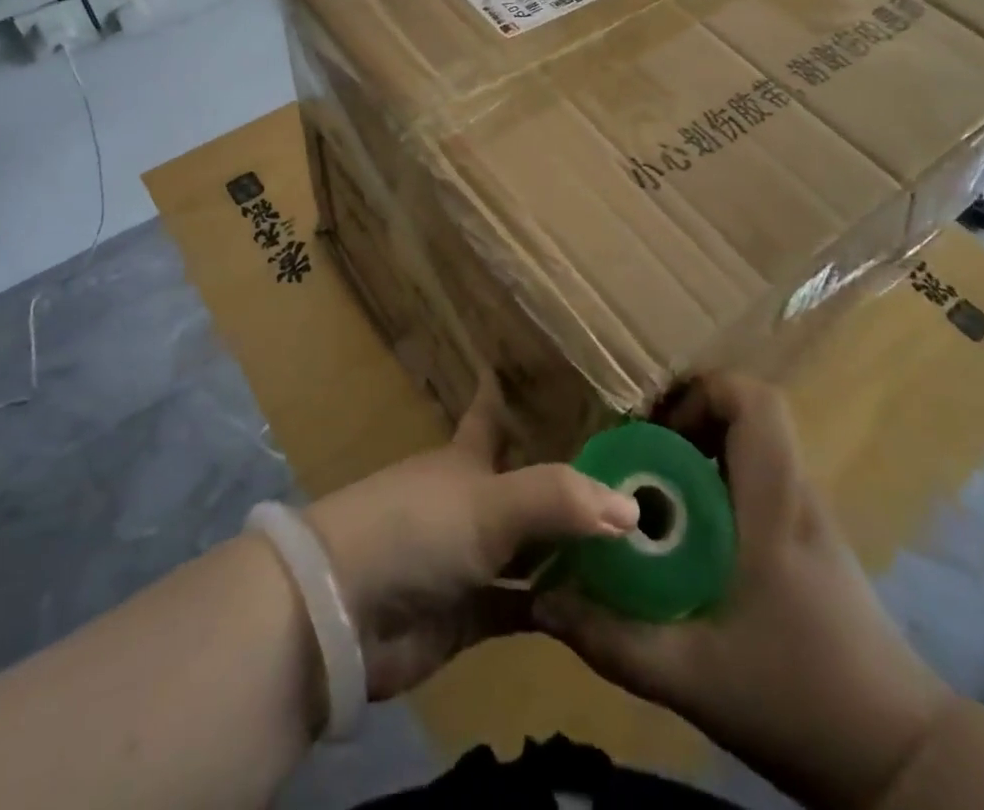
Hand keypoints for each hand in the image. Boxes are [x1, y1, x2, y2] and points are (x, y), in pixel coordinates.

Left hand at [305, 376, 639, 700]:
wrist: (345, 612)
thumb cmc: (416, 530)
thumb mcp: (489, 503)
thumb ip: (560, 500)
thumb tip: (631, 508)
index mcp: (467, 459)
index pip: (491, 413)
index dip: (507, 391)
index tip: (537, 370)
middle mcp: (471, 501)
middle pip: (527, 486)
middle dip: (571, 486)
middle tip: (634, 481)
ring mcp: (469, 557)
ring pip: (532, 549)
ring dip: (573, 552)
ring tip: (638, 549)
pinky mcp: (470, 613)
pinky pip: (526, 605)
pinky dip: (559, 606)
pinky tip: (604, 611)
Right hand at [533, 374, 954, 809]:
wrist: (903, 765)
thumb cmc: (803, 702)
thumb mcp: (694, 677)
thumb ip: (614, 641)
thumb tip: (542, 602)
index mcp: (776, 505)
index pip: (757, 403)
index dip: (702, 392)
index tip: (655, 427)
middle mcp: (795, 496)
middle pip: (747, 416)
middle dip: (685, 419)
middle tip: (636, 455)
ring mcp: (807, 519)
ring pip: (750, 448)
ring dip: (698, 452)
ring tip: (650, 490)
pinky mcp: (808, 545)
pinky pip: (755, 483)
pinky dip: (715, 484)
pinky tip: (684, 535)